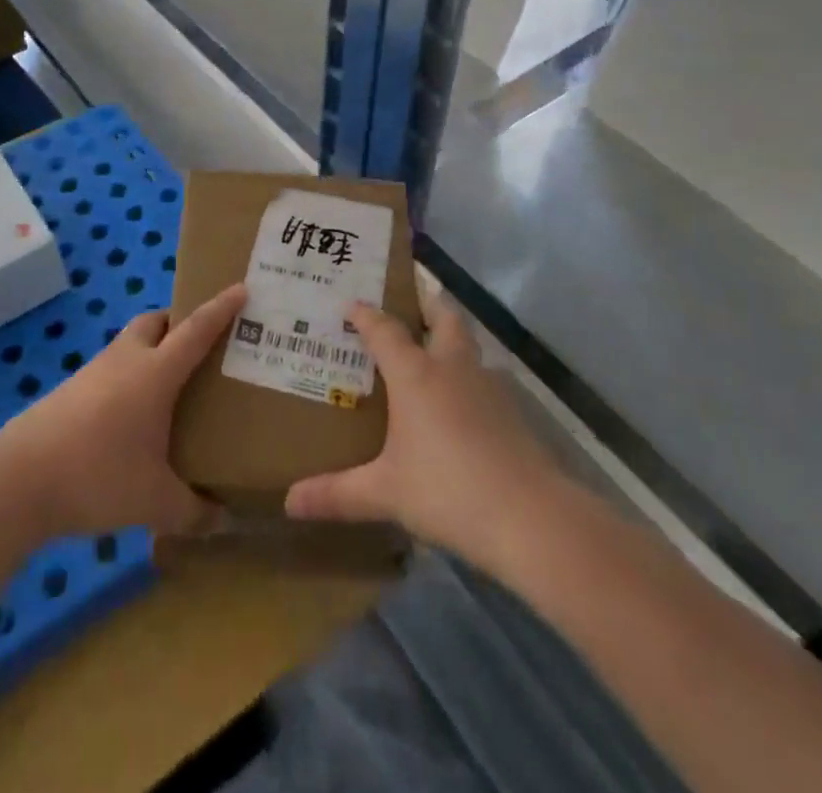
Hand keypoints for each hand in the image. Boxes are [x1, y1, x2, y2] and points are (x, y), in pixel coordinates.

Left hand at [0, 284, 245, 539]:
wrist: (18, 480)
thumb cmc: (98, 476)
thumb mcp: (155, 502)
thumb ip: (194, 511)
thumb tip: (222, 519)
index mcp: (155, 373)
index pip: (196, 330)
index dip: (220, 308)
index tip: (240, 288)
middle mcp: (125, 360)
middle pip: (155, 322)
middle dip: (178, 322)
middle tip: (200, 347)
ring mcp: (93, 373)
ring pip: (130, 345)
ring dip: (151, 351)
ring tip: (170, 386)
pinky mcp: (70, 392)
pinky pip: (111, 370)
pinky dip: (128, 378)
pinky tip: (132, 417)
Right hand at [284, 284, 560, 563]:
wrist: (531, 518)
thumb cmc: (447, 491)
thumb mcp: (385, 493)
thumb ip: (337, 494)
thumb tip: (289, 503)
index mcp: (415, 374)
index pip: (384, 330)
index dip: (366, 315)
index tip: (352, 305)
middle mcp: (452, 368)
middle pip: (444, 316)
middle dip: (427, 303)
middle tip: (409, 304)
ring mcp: (489, 387)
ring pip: (469, 348)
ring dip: (452, 343)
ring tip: (433, 359)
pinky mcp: (514, 412)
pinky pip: (485, 381)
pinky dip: (470, 382)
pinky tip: (462, 409)